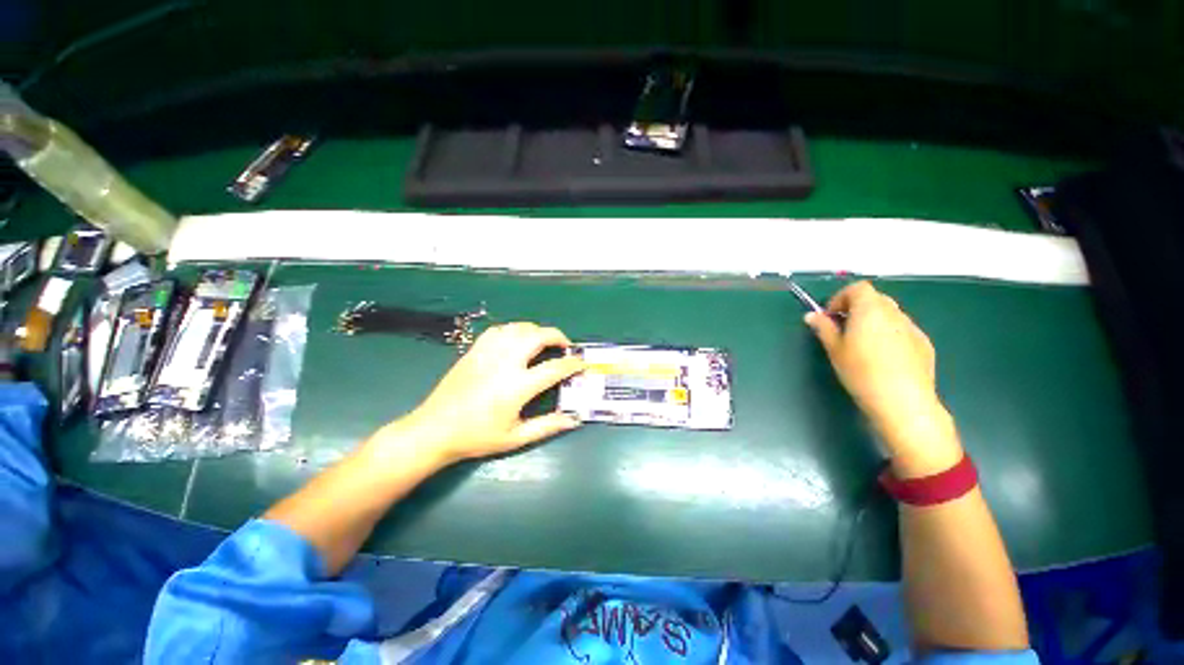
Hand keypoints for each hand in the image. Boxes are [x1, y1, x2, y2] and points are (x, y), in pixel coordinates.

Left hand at [374, 323, 585, 464]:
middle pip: (538, 336)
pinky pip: (499, 330)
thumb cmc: (477, 437)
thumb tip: (574, 418)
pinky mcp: (475, 350)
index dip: (573, 364)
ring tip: (543, 342)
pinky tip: (516, 340)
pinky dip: (514, 330)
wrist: (435, 429)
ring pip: (518, 328)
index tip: (582, 364)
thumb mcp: (516, 437)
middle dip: (558, 336)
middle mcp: (505, 363)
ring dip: (536, 331)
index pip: (555, 368)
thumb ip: (548, 426)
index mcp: (517, 386)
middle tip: (565, 346)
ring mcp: (488, 353)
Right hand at [805, 281, 957, 463]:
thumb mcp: (834, 349)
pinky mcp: (924, 344)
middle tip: (843, 330)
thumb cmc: (861, 372)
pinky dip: (889, 334)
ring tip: (862, 346)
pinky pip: (902, 330)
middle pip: (874, 299)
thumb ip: (823, 328)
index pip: (857, 288)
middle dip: (856, 308)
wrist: (902, 401)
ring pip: (889, 315)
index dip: (841, 298)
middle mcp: (894, 313)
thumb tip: (811, 315)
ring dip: (873, 321)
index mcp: (870, 310)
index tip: (830, 317)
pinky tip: (883, 358)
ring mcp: (912, 328)